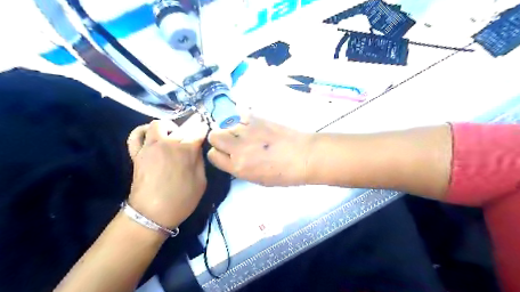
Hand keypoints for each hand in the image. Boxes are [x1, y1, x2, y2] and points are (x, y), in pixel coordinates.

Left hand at [127, 115, 208, 227]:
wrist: (152, 214)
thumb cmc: (182, 199)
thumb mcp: (202, 181)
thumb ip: (200, 161)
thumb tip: (197, 148)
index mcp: (187, 150)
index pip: (198, 130)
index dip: (203, 129)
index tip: (205, 131)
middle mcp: (168, 142)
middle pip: (181, 125)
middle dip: (189, 128)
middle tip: (191, 139)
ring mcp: (150, 146)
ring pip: (157, 124)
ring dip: (167, 128)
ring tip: (171, 137)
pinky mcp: (137, 153)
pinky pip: (135, 134)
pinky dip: (143, 131)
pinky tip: (150, 136)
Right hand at [207, 114, 312, 186]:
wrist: (304, 156)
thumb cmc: (284, 173)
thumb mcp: (257, 179)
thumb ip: (240, 167)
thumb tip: (232, 156)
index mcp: (237, 168)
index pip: (213, 155)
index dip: (219, 153)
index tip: (226, 153)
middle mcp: (237, 149)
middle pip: (214, 136)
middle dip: (220, 139)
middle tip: (235, 141)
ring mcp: (246, 131)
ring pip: (227, 125)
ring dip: (235, 130)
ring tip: (251, 134)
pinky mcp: (256, 118)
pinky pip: (241, 115)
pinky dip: (245, 120)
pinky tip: (256, 125)